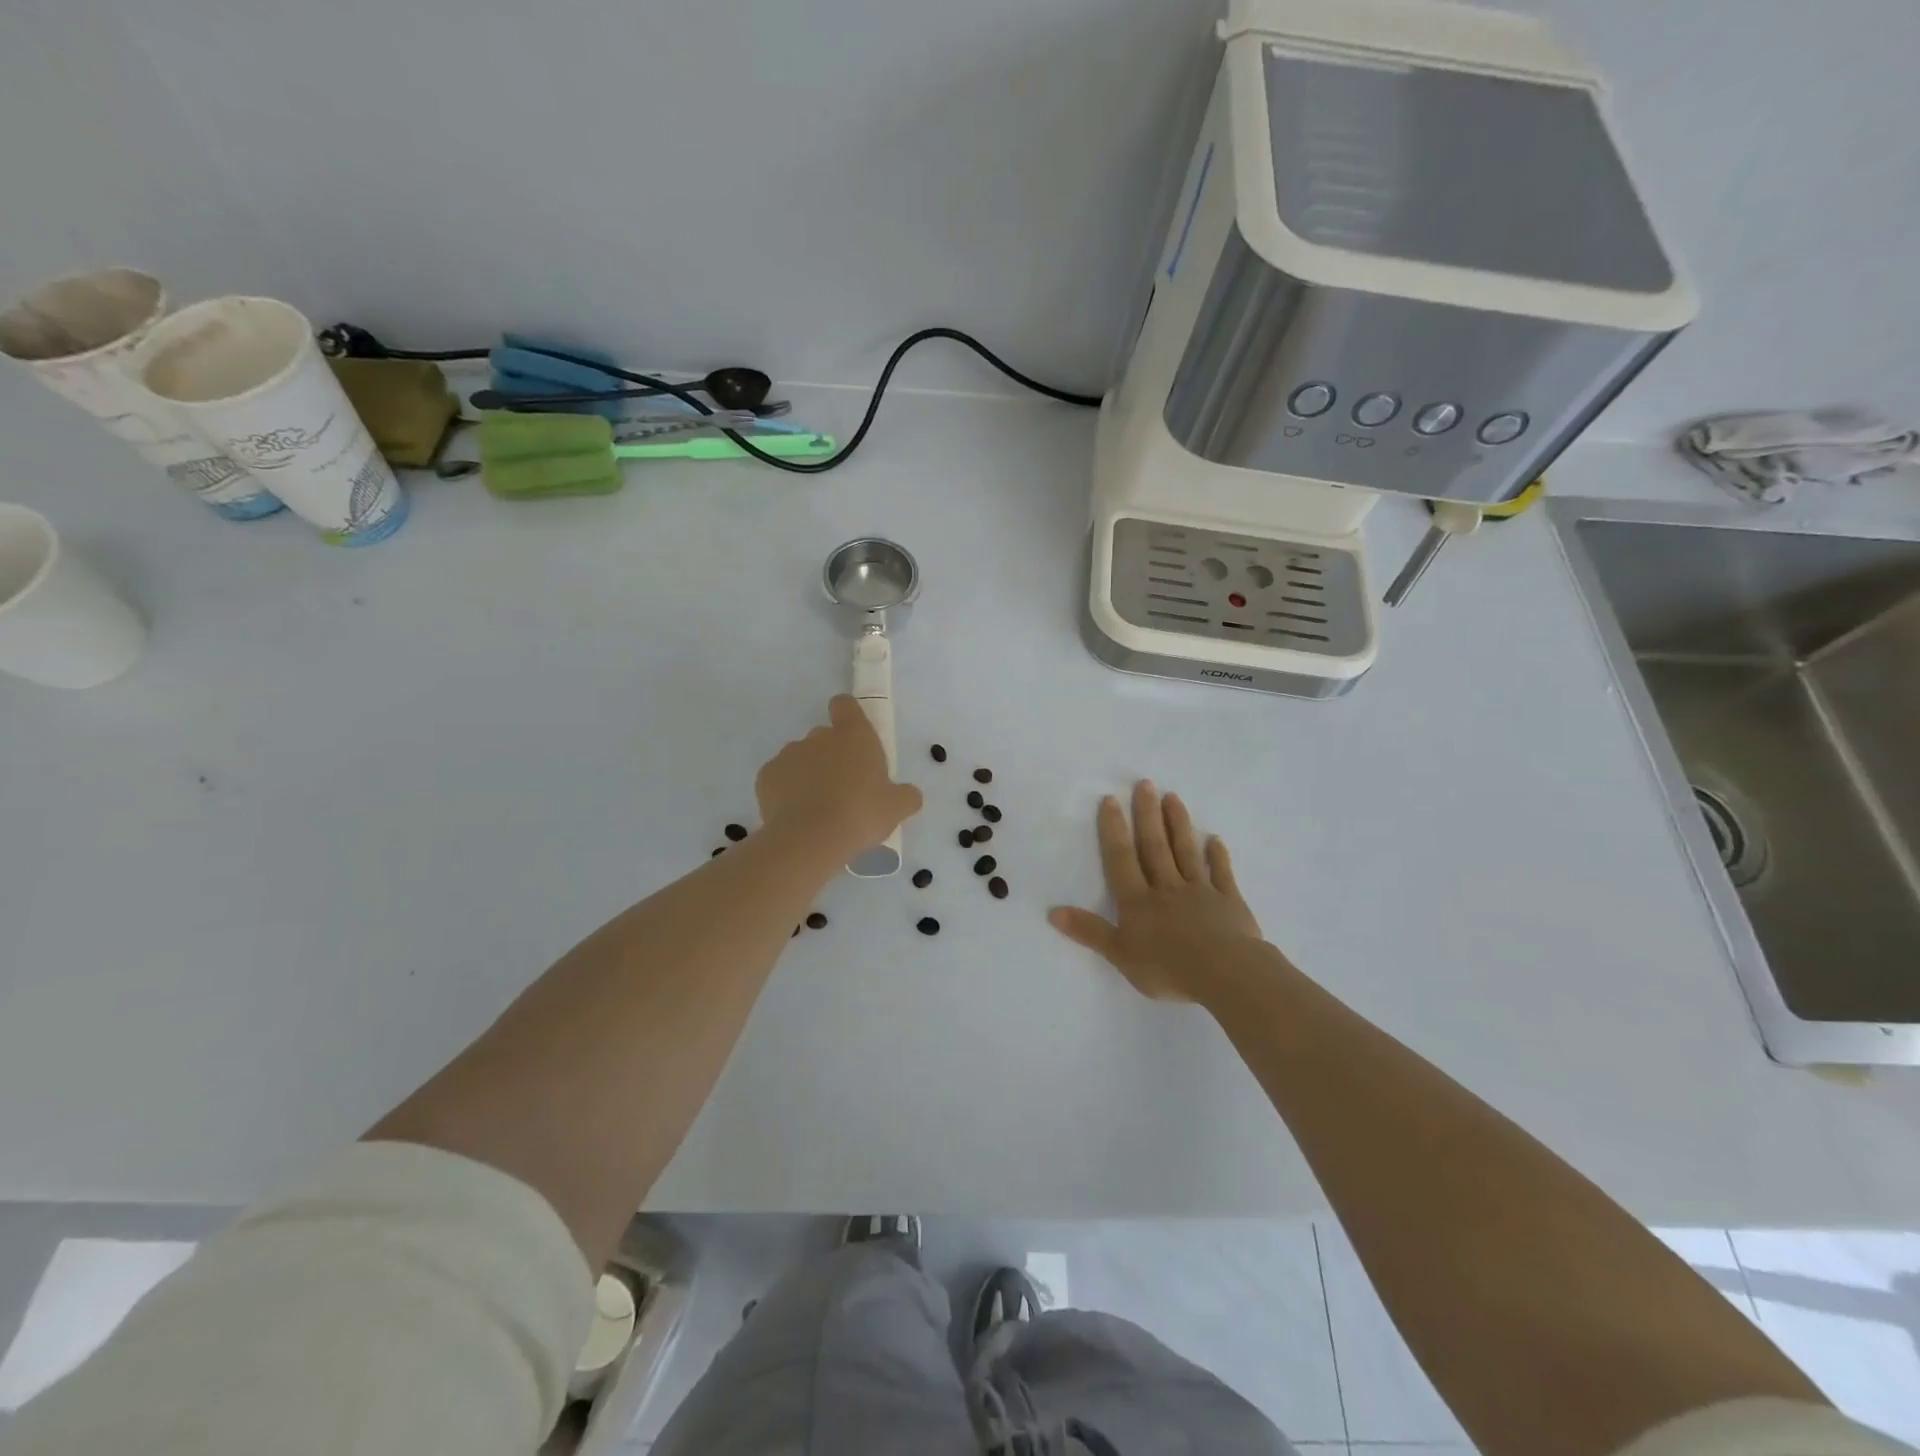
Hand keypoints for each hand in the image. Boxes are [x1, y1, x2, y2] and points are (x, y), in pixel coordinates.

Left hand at [756, 696, 922, 858]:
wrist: (810, 839)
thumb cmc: (861, 814)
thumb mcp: (897, 808)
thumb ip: (906, 796)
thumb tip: (909, 794)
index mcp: (854, 735)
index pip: (845, 705)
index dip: (848, 715)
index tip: (852, 737)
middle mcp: (819, 737)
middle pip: (824, 737)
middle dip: (831, 756)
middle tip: (843, 789)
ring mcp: (789, 754)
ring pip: (801, 758)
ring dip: (809, 774)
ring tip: (817, 808)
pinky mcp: (766, 776)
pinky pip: (780, 778)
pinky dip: (786, 792)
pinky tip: (796, 815)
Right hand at [1049, 781, 1265, 1001]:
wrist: (1225, 973)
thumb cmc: (1167, 967)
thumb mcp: (1120, 954)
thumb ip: (1089, 932)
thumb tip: (1052, 912)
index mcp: (1138, 901)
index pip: (1121, 859)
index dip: (1114, 830)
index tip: (1111, 800)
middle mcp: (1166, 888)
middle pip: (1155, 846)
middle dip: (1147, 815)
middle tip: (1145, 783)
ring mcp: (1200, 891)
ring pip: (1186, 852)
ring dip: (1178, 824)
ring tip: (1173, 797)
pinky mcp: (1228, 901)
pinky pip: (1221, 873)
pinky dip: (1217, 856)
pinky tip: (1214, 839)